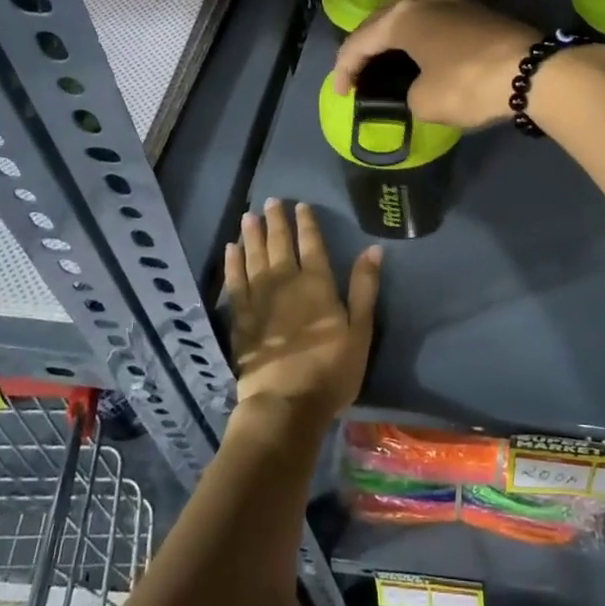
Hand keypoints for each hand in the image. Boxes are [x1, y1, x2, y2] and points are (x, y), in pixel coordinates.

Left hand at [225, 200, 380, 426]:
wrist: (285, 404)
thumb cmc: (331, 370)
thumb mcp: (360, 331)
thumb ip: (364, 288)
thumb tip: (373, 248)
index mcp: (318, 284)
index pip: (312, 244)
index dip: (306, 223)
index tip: (300, 205)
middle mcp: (286, 283)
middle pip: (279, 245)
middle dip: (276, 222)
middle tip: (271, 201)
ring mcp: (259, 299)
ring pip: (254, 257)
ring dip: (252, 235)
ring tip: (248, 216)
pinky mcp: (241, 318)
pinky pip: (235, 282)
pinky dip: (233, 263)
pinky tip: (231, 250)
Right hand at [332, 0, 542, 129]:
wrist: (534, 72)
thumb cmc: (468, 84)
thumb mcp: (425, 102)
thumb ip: (407, 95)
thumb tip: (418, 89)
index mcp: (401, 17)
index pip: (359, 42)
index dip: (345, 70)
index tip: (342, 95)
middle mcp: (422, 0)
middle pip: (381, 23)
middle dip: (365, 50)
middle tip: (357, 76)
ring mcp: (451, 2)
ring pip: (408, 18)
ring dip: (392, 41)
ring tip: (385, 64)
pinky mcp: (474, 12)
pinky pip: (432, 23)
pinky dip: (418, 39)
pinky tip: (419, 56)